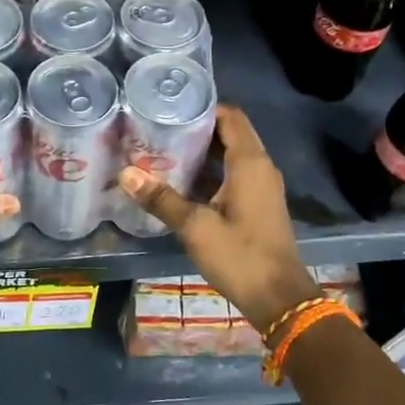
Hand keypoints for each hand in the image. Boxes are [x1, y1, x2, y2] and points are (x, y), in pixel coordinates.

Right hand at [118, 106, 318, 336]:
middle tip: (159, 127)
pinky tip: (182, 181)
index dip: (203, 107)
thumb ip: (161, 199)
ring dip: (203, 151)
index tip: (171, 106)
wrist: (279, 298)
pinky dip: (211, 172)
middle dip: (197, 128)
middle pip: (229, 133)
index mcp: (250, 163)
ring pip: (231, 156)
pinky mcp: (258, 205)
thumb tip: (126, 174)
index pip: (230, 117)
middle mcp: (260, 168)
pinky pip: (234, 175)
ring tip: (164, 149)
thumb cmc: (240, 256)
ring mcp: (261, 187)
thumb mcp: (195, 227)